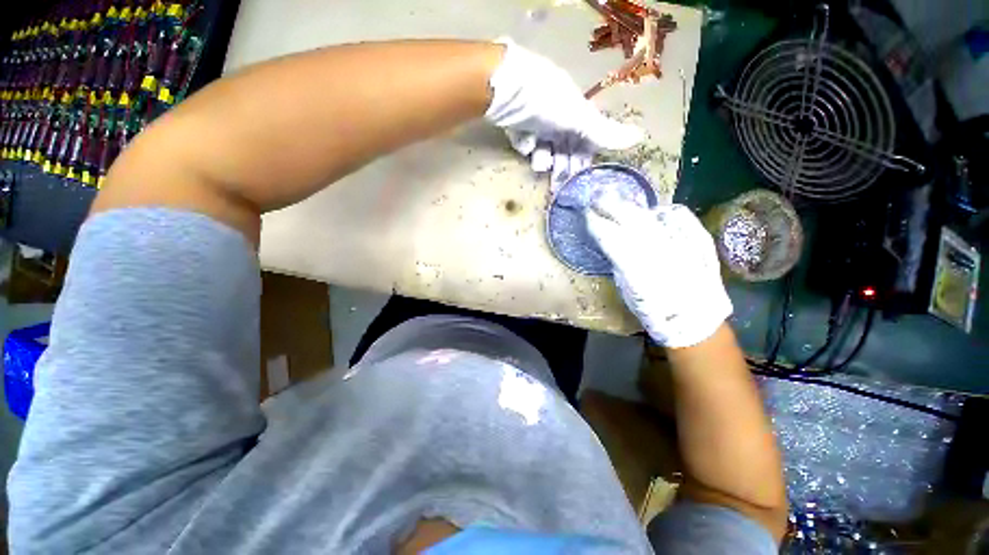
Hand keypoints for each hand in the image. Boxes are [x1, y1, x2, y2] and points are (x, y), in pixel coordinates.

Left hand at [484, 38, 644, 189]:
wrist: (508, 89)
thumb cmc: (549, 103)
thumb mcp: (580, 119)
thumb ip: (605, 133)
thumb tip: (640, 137)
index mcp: (576, 115)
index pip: (584, 142)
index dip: (582, 160)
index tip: (579, 179)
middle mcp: (558, 118)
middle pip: (563, 149)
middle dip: (562, 167)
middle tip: (558, 185)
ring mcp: (536, 122)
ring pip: (543, 149)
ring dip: (542, 158)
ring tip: (539, 162)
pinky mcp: (517, 126)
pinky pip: (524, 142)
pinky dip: (525, 144)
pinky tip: (523, 140)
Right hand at [585, 194, 732, 347]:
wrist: (695, 318)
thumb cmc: (653, 310)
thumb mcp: (627, 289)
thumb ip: (619, 262)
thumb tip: (612, 241)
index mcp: (634, 268)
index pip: (610, 237)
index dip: (596, 223)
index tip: (587, 215)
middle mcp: (657, 250)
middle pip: (629, 219)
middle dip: (610, 205)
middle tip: (597, 197)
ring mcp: (681, 241)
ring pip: (650, 215)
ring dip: (631, 206)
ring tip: (619, 199)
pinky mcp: (699, 238)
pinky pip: (678, 215)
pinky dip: (663, 211)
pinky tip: (654, 211)